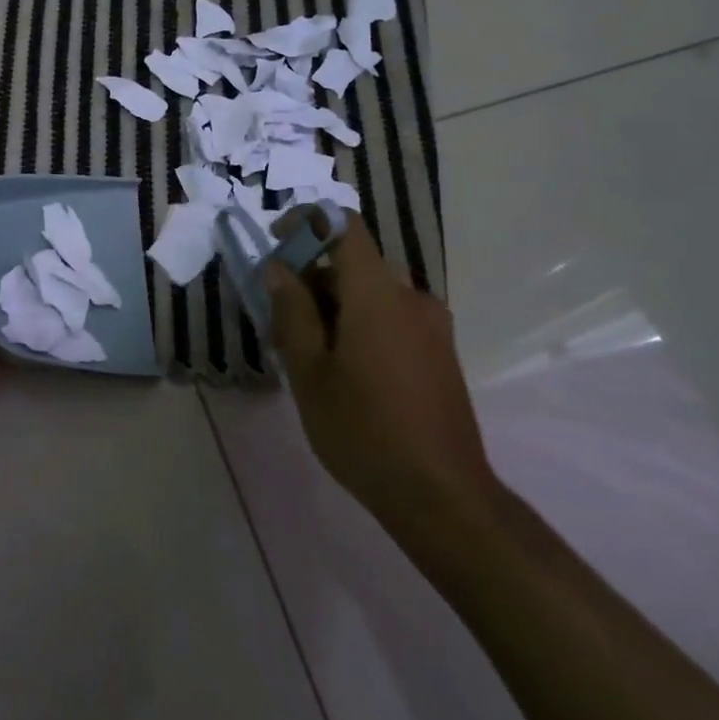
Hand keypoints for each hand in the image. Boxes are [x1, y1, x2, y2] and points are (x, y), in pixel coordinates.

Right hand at [265, 213, 499, 552]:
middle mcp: (410, 298)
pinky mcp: (438, 352)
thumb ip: (292, 312)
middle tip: (277, 323)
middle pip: (353, 264)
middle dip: (310, 280)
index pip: (344, 226)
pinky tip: (340, 371)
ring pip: (370, 294)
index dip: (306, 222)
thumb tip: (278, 267)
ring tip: (303, 354)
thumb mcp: (310, 372)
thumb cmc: (363, 431)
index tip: (276, 246)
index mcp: (377, 294)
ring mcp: (431, 326)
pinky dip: (358, 324)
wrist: (442, 496)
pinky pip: (390, 317)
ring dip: (332, 307)